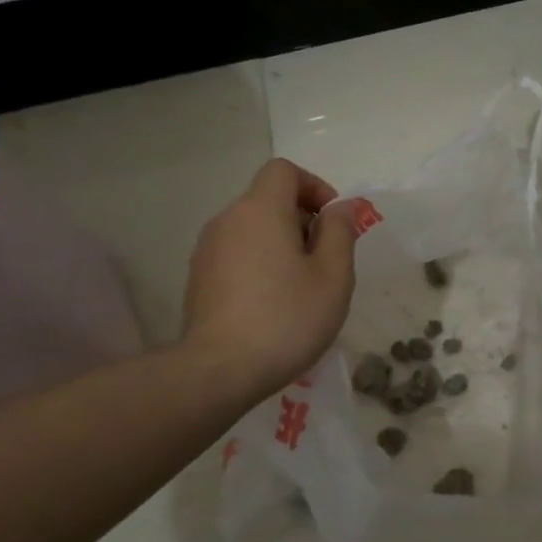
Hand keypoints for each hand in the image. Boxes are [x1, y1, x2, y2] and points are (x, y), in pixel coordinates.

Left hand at [182, 159, 358, 392]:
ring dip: (282, 244)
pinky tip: (274, 303)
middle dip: (303, 219)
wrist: (220, 370)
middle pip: (269, 199)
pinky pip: (238, 254)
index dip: (315, 186)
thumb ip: (340, 232)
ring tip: (303, 286)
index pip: (284, 171)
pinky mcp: (199, 278)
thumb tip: (341, 207)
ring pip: (253, 229)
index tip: (334, 222)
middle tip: (326, 261)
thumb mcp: (333, 275)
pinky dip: (261, 263)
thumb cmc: (288, 317)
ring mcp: (207, 250)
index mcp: (261, 211)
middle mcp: (228, 220)